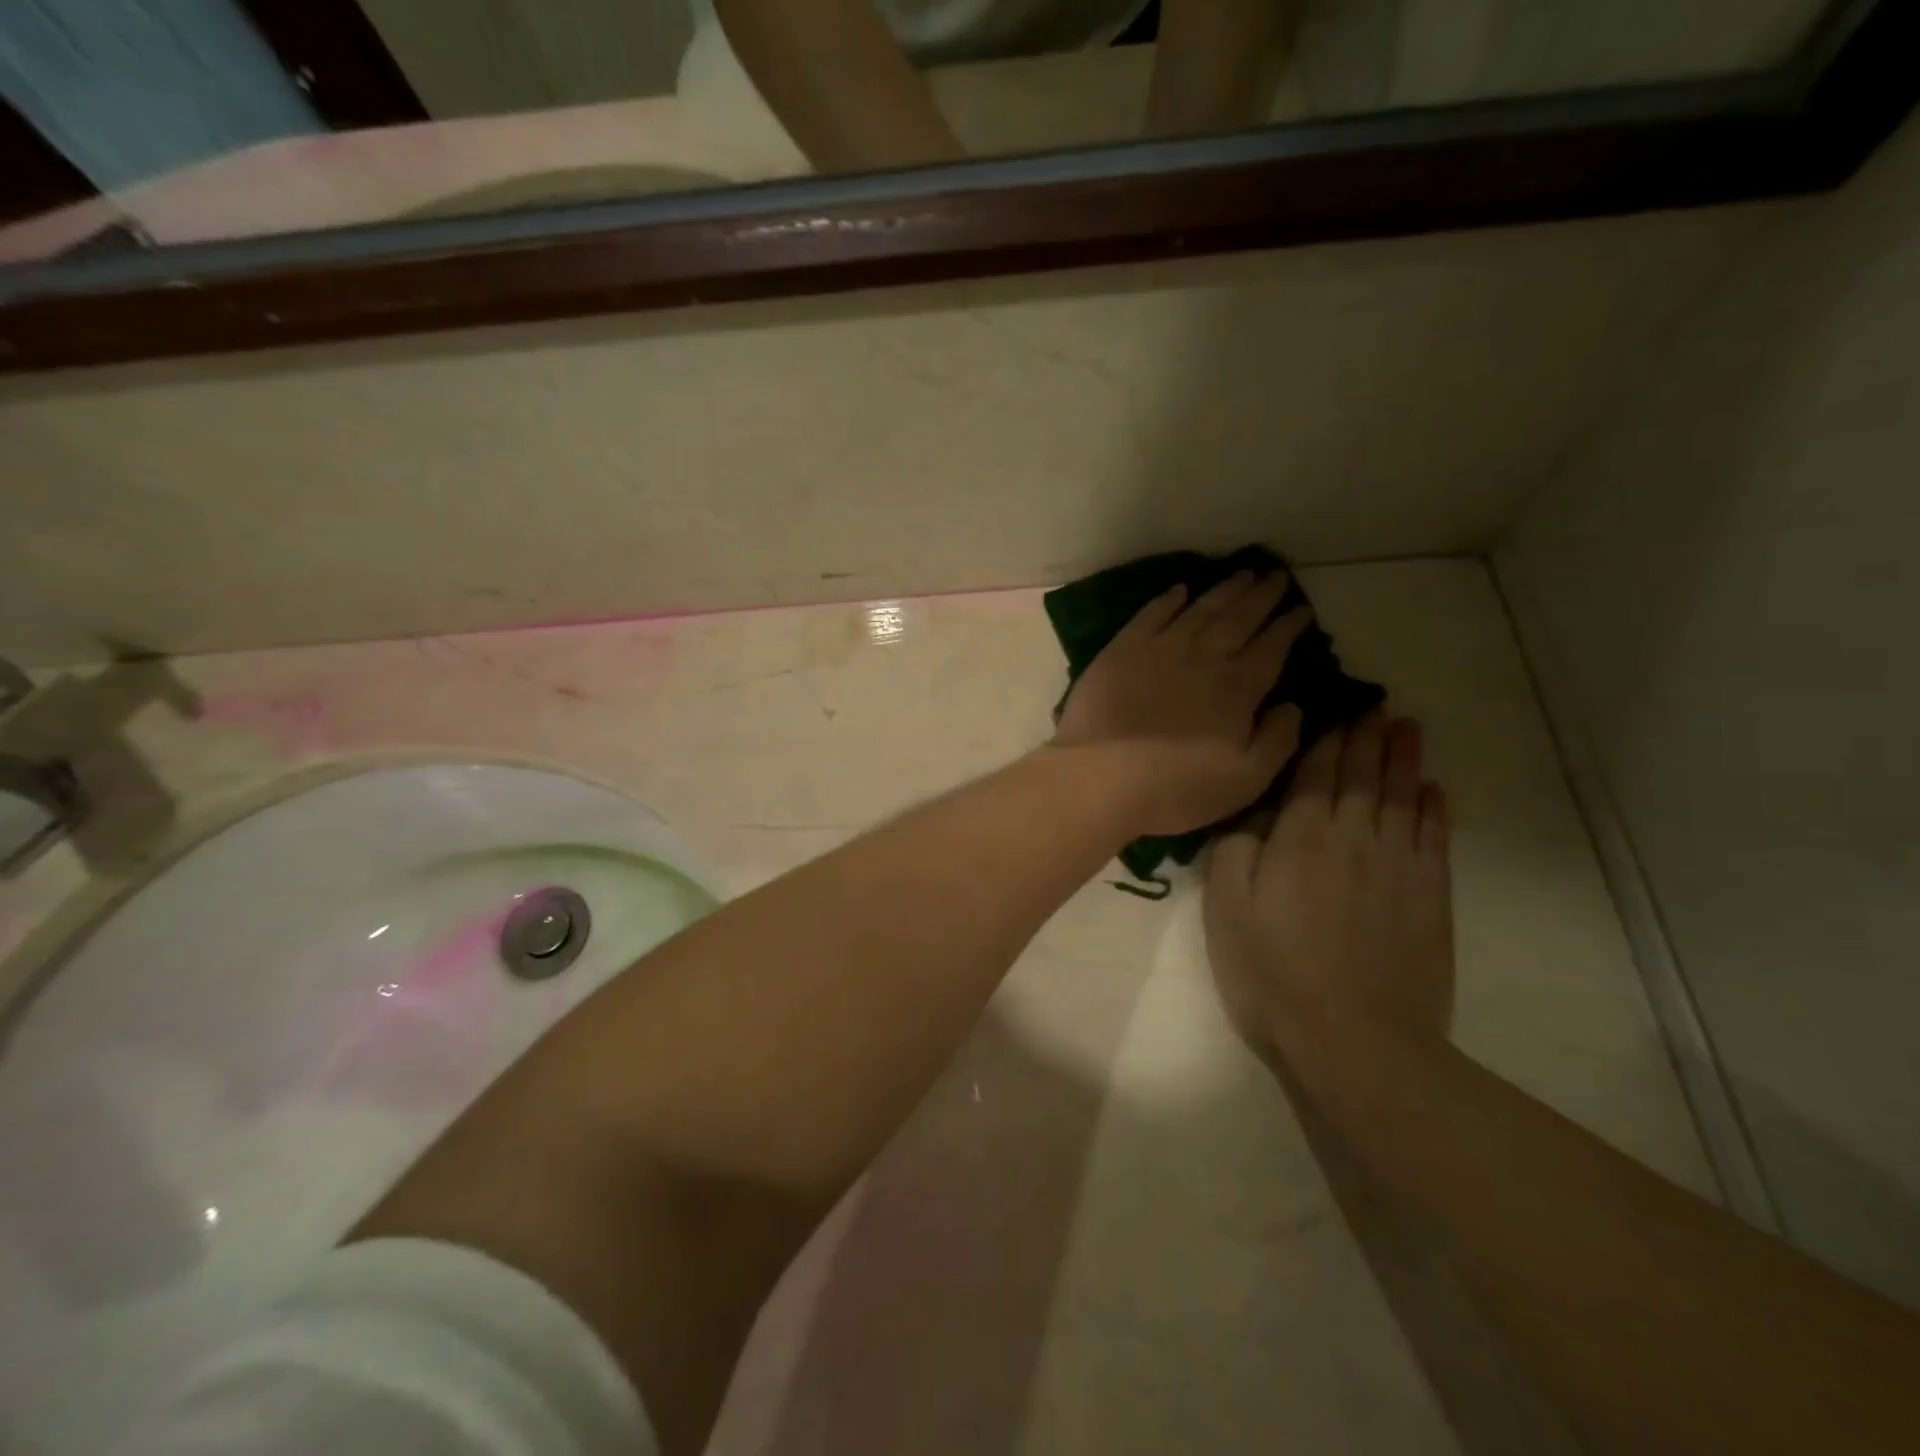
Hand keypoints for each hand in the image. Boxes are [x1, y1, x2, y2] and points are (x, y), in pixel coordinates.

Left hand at [1052, 570, 1309, 836]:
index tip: (1302, 609)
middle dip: (1262, 596)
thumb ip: (1279, 740)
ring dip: (1224, 590)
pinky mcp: (1122, 650)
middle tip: (1277, 576)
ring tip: (1243, 573)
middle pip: (1239, 618)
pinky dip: (1169, 599)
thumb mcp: (1247, 779)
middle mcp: (1203, 657)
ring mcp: (1160, 649)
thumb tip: (1293, 706)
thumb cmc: (1177, 788)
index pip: (1272, 647)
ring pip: (1200, 609)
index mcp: (1237, 688)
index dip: (1289, 626)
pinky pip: (1151, 614)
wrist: (1102, 778)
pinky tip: (1180, 589)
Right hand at [1204, 714, 1453, 1061]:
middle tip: (1376, 706)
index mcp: (1301, 838)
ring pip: (1402, 798)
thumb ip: (1234, 852)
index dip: (1325, 741)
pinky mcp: (1431, 898)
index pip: (1315, 775)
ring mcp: (1399, 867)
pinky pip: (1434, 839)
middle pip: (1362, 777)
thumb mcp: (1226, 909)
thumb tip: (1254, 818)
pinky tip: (1433, 791)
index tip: (1335, 711)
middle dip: (1367, 739)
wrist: (1356, 1040)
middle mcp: (1354, 838)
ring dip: (1403, 761)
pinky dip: (1433, 810)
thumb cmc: (1274, 972)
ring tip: (1407, 729)